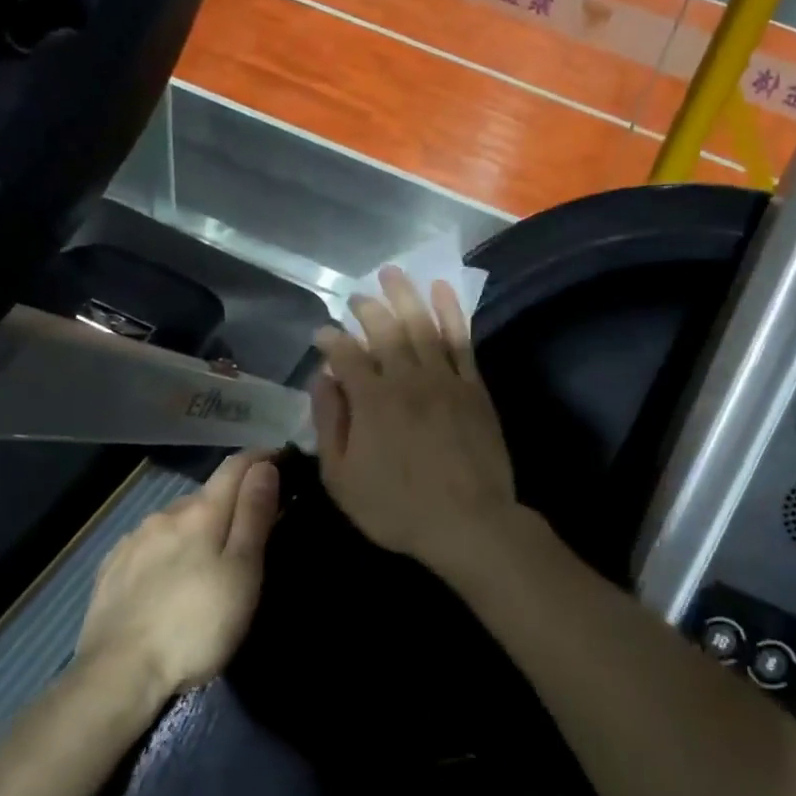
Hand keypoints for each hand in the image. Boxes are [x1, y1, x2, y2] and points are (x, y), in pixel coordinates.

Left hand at [77, 452, 279, 692]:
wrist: (118, 674)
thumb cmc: (196, 624)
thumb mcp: (242, 571)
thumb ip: (254, 515)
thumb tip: (265, 467)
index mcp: (201, 512)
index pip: (236, 467)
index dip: (262, 458)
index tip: (282, 460)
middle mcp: (164, 514)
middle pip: (207, 494)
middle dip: (232, 501)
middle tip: (253, 527)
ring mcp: (132, 541)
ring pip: (176, 520)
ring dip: (198, 527)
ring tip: (211, 557)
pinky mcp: (111, 569)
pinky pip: (149, 544)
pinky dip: (169, 548)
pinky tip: (170, 574)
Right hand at [310, 266, 521, 579]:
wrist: (468, 522)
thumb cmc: (397, 508)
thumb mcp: (342, 478)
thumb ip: (329, 424)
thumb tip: (323, 378)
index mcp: (370, 400)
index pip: (345, 354)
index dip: (331, 339)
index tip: (322, 332)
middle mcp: (406, 379)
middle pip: (383, 330)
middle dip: (367, 308)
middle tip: (356, 296)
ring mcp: (444, 379)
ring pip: (421, 324)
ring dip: (405, 295)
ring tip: (392, 273)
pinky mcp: (473, 387)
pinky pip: (461, 339)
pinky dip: (451, 311)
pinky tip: (442, 290)